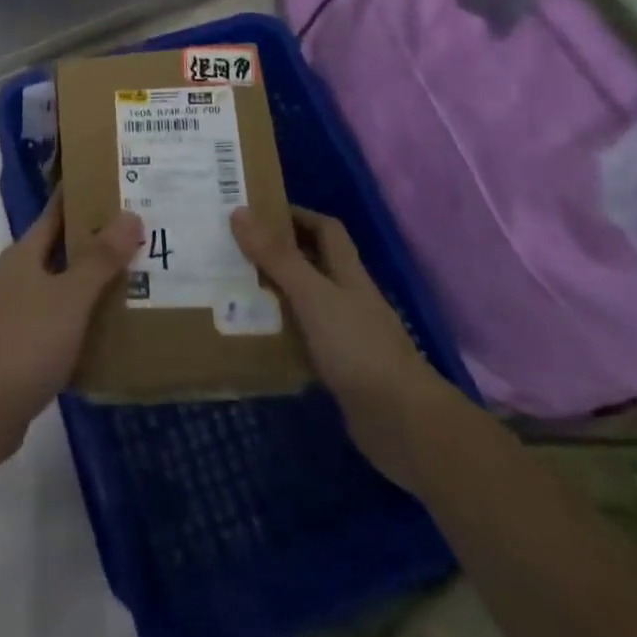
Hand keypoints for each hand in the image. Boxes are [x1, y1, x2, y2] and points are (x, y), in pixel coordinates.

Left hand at [0, 190, 142, 455]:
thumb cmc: (27, 341)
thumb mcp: (70, 297)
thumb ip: (100, 258)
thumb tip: (129, 215)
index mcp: (23, 254)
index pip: (56, 212)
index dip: (83, 196)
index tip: (115, 185)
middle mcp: (16, 275)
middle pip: (60, 248)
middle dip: (95, 241)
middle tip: (138, 233)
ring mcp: (14, 310)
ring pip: (59, 284)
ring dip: (90, 281)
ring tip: (133, 278)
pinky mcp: (18, 344)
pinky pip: (57, 318)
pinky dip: (81, 316)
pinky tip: (108, 328)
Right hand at [231, 205, 460, 487]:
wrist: (404, 425)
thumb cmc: (359, 348)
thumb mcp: (313, 295)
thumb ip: (277, 256)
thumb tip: (239, 211)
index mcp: (348, 273)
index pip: (326, 229)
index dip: (296, 215)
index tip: (258, 212)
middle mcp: (348, 298)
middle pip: (313, 264)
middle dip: (278, 253)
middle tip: (234, 248)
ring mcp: (347, 336)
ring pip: (306, 303)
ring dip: (275, 295)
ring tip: (232, 288)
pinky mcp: (340, 371)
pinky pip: (304, 342)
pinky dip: (281, 336)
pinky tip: (254, 338)